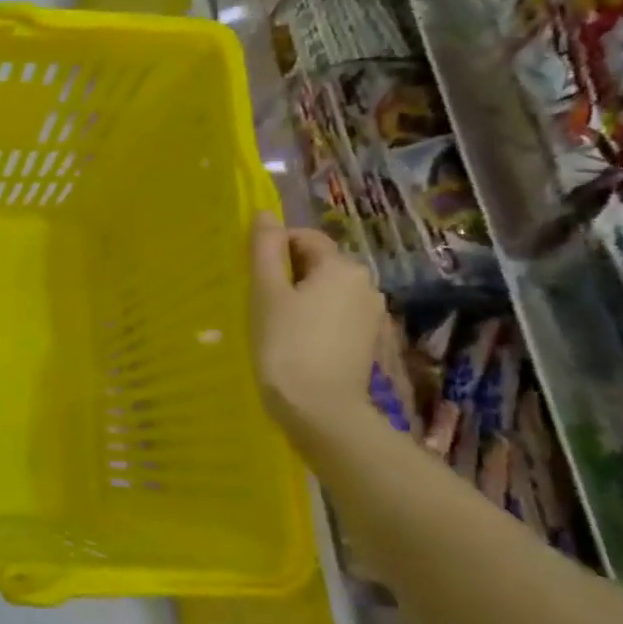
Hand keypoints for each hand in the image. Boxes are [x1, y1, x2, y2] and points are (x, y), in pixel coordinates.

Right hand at [248, 213, 384, 434]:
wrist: (321, 409)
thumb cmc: (286, 344)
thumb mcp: (266, 292)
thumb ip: (265, 249)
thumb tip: (265, 214)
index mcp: (342, 266)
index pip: (305, 237)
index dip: (274, 249)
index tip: (251, 275)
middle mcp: (365, 284)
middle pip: (318, 264)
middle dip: (287, 274)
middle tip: (258, 301)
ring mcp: (371, 315)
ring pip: (326, 291)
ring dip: (299, 298)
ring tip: (273, 324)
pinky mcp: (367, 342)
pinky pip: (334, 316)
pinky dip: (313, 320)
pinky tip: (294, 342)